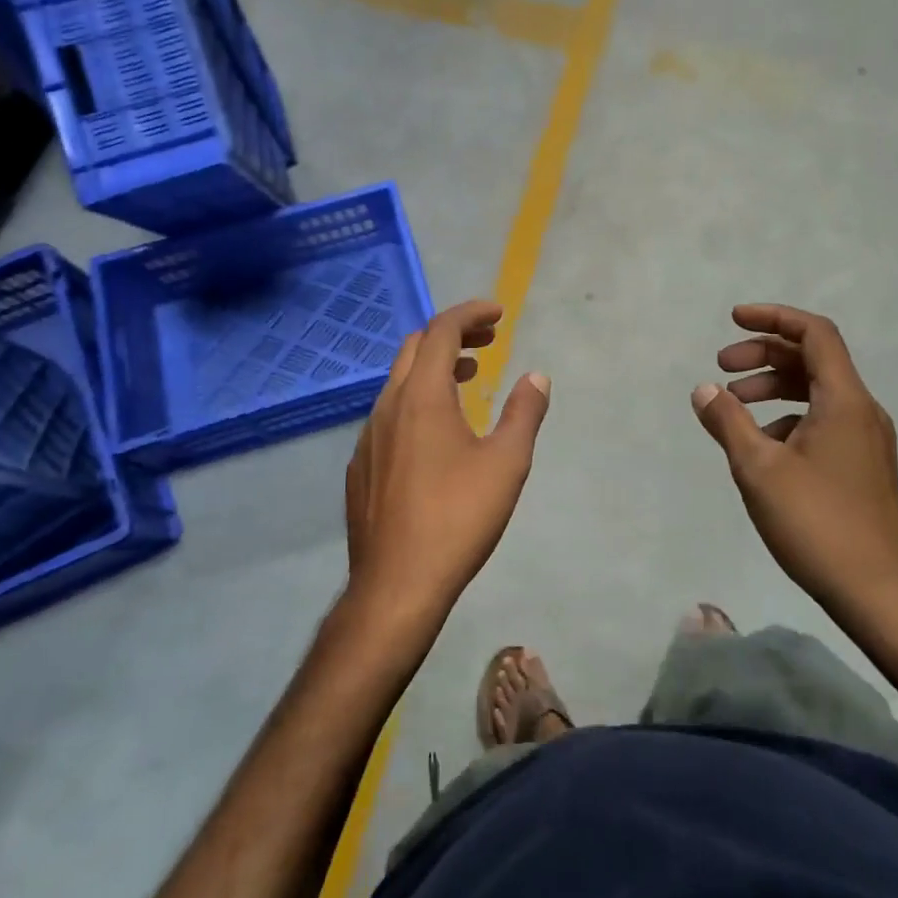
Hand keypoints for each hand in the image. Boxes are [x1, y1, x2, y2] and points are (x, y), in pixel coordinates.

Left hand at [343, 300, 550, 632]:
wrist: (396, 584)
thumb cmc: (458, 517)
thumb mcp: (506, 463)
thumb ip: (524, 412)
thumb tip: (536, 376)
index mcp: (422, 396)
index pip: (442, 330)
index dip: (471, 313)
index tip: (499, 313)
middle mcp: (388, 405)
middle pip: (415, 347)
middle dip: (453, 334)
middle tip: (488, 340)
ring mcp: (368, 436)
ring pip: (399, 381)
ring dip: (435, 368)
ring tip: (470, 378)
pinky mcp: (361, 466)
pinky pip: (389, 414)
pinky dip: (417, 401)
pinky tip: (437, 433)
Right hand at [692, 304, 897, 624]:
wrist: (876, 593)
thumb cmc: (815, 522)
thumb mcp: (757, 468)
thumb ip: (728, 421)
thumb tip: (704, 389)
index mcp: (845, 400)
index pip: (814, 333)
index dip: (773, 317)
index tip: (734, 320)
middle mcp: (863, 411)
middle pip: (813, 360)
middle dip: (764, 355)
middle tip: (722, 366)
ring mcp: (867, 440)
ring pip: (817, 392)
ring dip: (774, 387)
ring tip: (734, 405)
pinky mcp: (863, 466)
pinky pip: (823, 420)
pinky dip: (788, 417)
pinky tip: (761, 446)